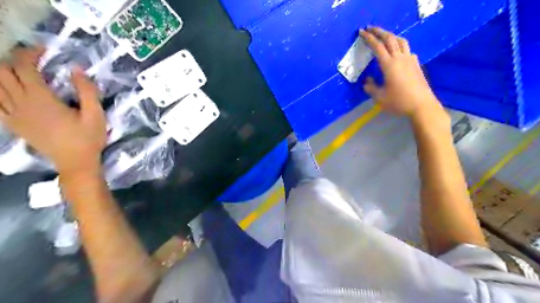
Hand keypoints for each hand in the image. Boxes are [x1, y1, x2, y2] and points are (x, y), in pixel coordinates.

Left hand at [0, 46, 106, 175]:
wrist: (75, 162)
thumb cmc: (88, 138)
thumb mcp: (96, 115)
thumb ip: (87, 91)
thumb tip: (77, 68)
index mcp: (42, 100)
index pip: (24, 67)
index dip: (30, 54)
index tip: (44, 51)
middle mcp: (21, 104)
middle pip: (2, 72)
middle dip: (14, 60)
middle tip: (34, 60)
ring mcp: (13, 115)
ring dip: (3, 74)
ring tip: (21, 72)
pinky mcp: (12, 124)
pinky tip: (11, 92)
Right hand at [360, 27, 439, 116]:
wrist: (421, 105)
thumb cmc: (398, 102)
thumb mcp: (379, 97)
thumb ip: (371, 88)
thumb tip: (367, 81)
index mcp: (389, 65)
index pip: (377, 47)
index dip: (369, 38)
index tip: (362, 32)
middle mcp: (400, 58)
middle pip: (390, 39)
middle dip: (379, 31)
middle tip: (370, 28)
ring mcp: (410, 60)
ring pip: (401, 41)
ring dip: (391, 35)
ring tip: (384, 36)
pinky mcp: (416, 64)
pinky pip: (408, 49)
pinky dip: (400, 46)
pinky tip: (398, 52)